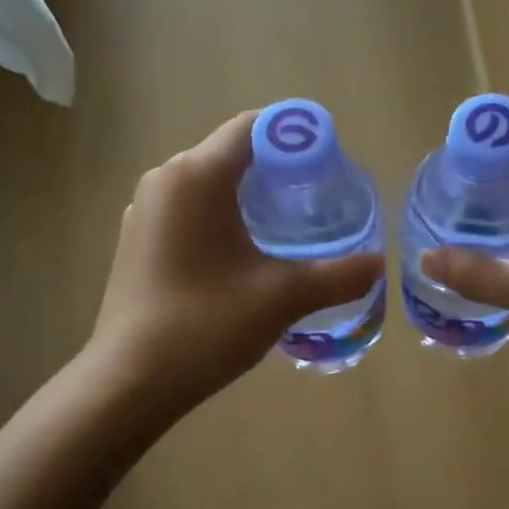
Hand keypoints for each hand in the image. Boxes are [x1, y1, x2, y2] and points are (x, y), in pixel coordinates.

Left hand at [88, 111, 385, 411]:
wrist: (130, 381)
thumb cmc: (205, 325)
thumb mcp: (282, 297)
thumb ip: (337, 276)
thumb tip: (379, 265)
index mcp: (196, 176)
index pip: (253, 127)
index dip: (296, 135)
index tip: (331, 161)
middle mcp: (164, 180)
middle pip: (230, 153)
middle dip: (276, 168)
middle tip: (318, 197)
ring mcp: (144, 211)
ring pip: (207, 184)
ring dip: (247, 194)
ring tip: (288, 225)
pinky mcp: (136, 241)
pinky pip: (188, 210)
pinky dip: (220, 217)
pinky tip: (244, 253)